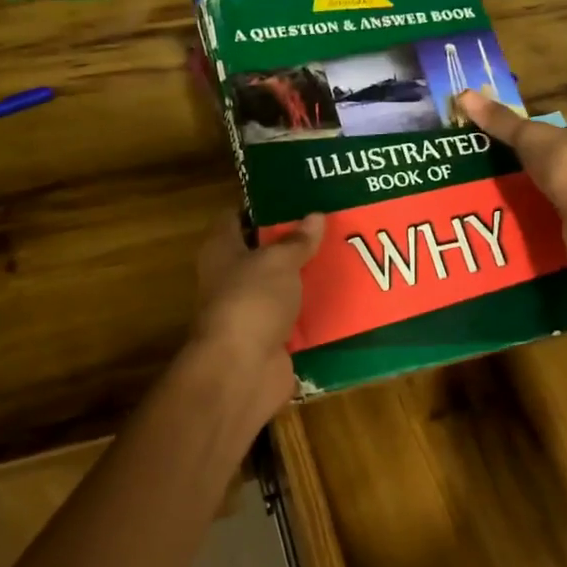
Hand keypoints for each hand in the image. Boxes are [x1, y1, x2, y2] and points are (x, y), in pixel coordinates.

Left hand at [190, 210, 325, 414]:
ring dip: (308, 278)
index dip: (261, 206)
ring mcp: (251, 310)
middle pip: (263, 253)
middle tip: (331, 225)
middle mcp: (231, 278)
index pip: (235, 218)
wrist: (243, 370)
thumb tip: (314, 216)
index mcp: (221, 250)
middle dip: (294, 242)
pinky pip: (297, 318)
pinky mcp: (271, 338)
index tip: (295, 197)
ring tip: (345, 256)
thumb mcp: (278, 261)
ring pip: (283, 287)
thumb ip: (297, 241)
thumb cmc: (251, 301)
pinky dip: (315, 312)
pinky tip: (345, 297)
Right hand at [455, 91, 566, 272]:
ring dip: (537, 190)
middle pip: (562, 158)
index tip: (514, 142)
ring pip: (560, 187)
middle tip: (501, 168)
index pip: (566, 128)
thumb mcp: (529, 137)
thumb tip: (464, 94)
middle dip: (536, 164)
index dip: (541, 133)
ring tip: (502, 193)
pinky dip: (541, 213)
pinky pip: (558, 212)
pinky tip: (518, 216)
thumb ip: (501, 121)